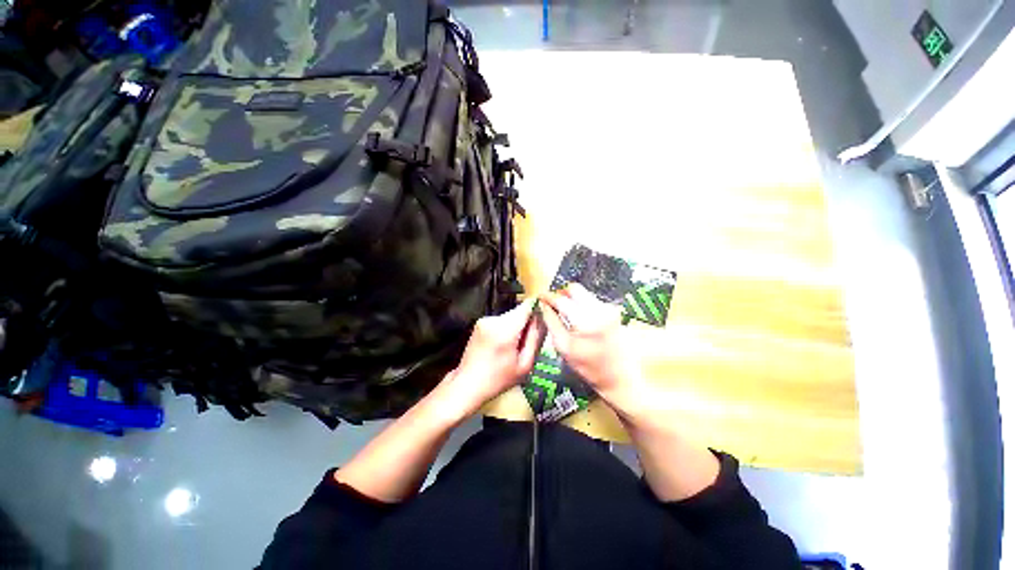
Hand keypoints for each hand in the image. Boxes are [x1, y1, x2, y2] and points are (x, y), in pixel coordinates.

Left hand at [439, 298, 543, 417]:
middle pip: (518, 312)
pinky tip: (501, 345)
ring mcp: (484, 320)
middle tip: (524, 343)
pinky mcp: (479, 323)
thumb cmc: (497, 379)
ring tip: (511, 347)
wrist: (468, 384)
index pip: (526, 307)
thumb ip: (534, 339)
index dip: (536, 310)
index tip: (540, 320)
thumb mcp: (525, 365)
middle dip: (525, 323)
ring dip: (515, 327)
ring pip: (509, 317)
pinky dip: (504, 329)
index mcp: (505, 330)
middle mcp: (494, 320)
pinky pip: (500, 321)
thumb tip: (539, 320)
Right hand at [539, 284, 639, 406]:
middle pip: (575, 289)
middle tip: (553, 306)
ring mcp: (609, 309)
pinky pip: (592, 301)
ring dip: (572, 301)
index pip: (562, 299)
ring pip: (584, 294)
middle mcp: (600, 309)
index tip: (540, 297)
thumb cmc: (588, 367)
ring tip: (566, 316)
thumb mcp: (563, 346)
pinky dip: (582, 306)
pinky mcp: (613, 311)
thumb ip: (551, 322)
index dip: (549, 296)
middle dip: (562, 295)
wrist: (620, 377)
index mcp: (586, 319)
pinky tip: (580, 321)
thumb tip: (543, 305)